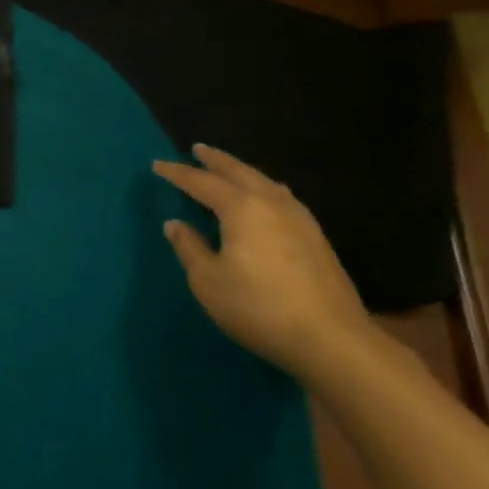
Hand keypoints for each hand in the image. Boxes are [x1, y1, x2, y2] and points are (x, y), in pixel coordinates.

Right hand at [153, 145, 369, 378]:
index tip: (157, 165)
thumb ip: (189, 248)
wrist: (330, 339)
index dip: (177, 173)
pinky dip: (263, 189)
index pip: (201, 182)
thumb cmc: (258, 307)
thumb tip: (175, 224)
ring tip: (229, 171)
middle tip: (198, 149)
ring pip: (265, 182)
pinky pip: (281, 197)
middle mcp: (271, 203)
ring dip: (242, 172)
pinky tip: (264, 200)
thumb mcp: (208, 281)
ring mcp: (299, 218)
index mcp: (241, 208)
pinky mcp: (316, 237)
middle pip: (239, 172)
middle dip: (216, 160)